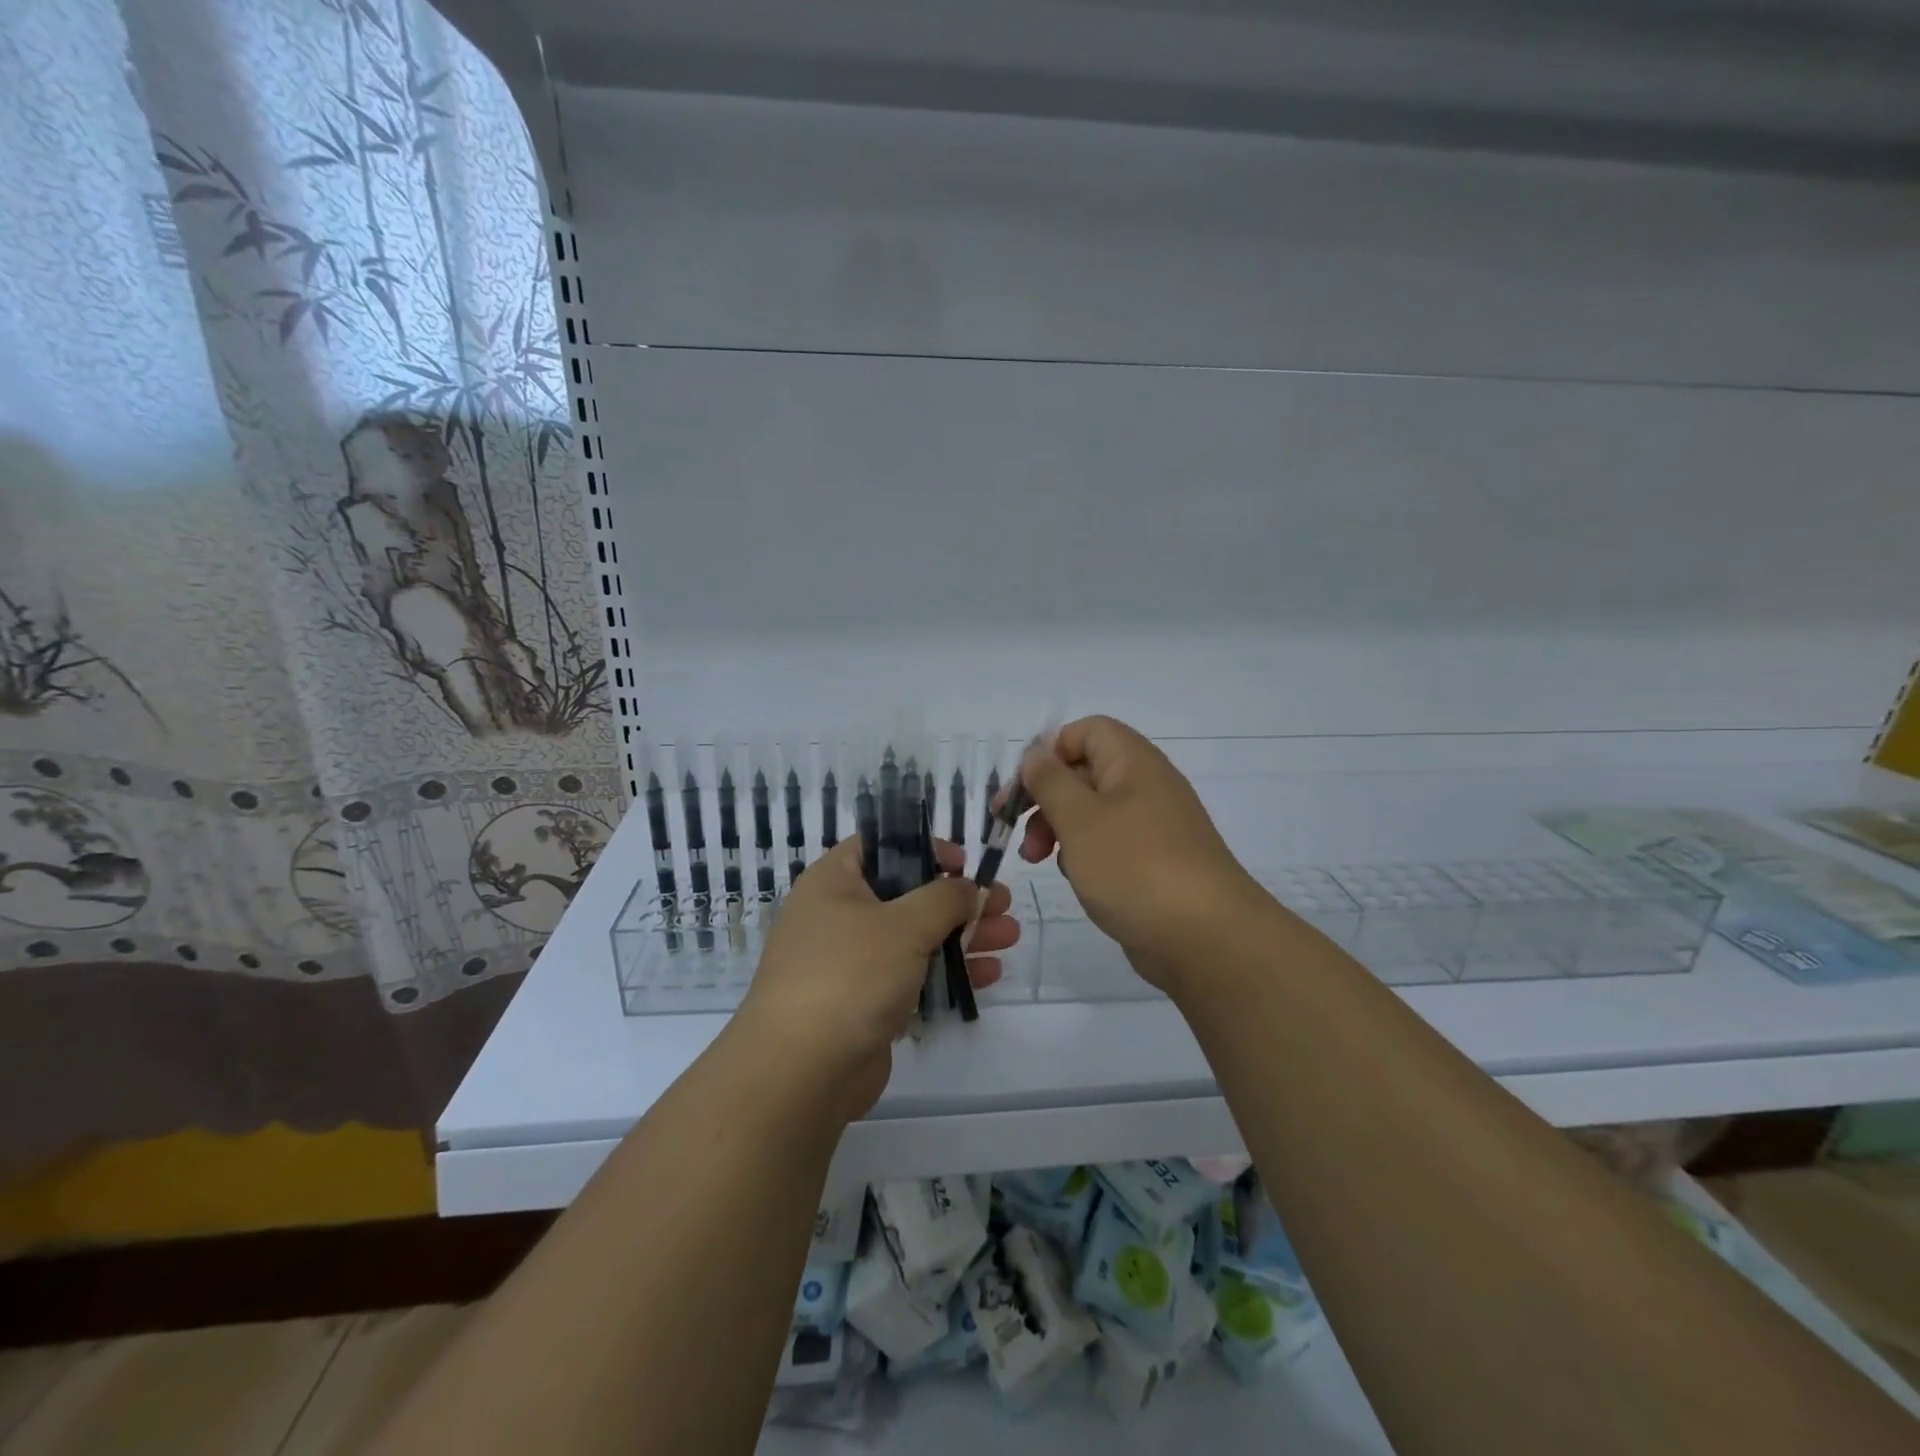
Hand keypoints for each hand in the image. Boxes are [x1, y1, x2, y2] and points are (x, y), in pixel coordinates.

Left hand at [733, 837, 1018, 1122]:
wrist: (801, 1071)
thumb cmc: (851, 974)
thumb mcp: (905, 924)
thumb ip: (944, 898)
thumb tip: (967, 887)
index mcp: (834, 882)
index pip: (881, 846)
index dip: (925, 848)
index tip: (964, 862)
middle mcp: (837, 915)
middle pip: (907, 894)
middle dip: (958, 900)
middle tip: (1003, 903)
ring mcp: (849, 962)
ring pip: (914, 938)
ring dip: (962, 936)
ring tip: (1011, 937)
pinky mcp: (863, 1003)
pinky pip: (911, 976)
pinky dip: (946, 972)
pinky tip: (989, 975)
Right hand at [1018, 715, 1260, 990]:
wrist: (1205, 937)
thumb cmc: (1134, 866)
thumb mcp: (1079, 818)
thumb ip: (1050, 781)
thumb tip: (1036, 754)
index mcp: (1133, 762)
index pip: (1086, 731)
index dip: (1049, 751)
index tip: (1022, 787)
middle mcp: (1146, 786)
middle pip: (1084, 772)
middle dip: (1044, 797)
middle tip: (1014, 830)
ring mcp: (1153, 827)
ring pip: (1093, 812)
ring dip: (1058, 829)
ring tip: (1037, 860)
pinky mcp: (1154, 863)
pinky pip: (1110, 845)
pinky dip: (1085, 855)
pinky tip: (1077, 879)